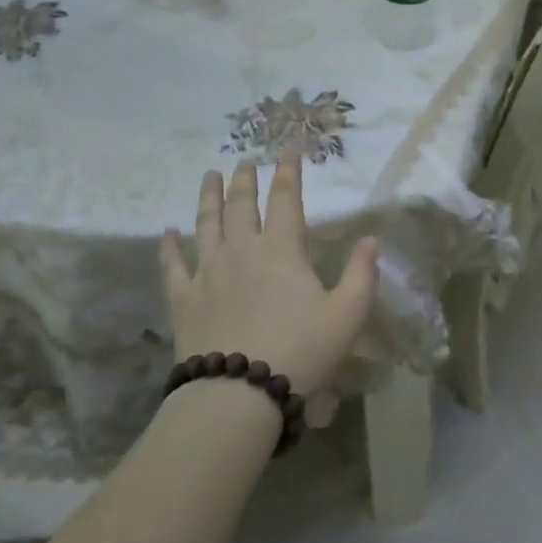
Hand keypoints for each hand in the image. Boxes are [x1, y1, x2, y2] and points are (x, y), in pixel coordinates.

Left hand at [161, 156, 379, 397]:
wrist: (237, 393)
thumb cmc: (301, 351)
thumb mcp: (347, 315)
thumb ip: (362, 274)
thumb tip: (373, 240)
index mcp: (282, 249)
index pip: (286, 198)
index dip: (289, 171)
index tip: (289, 149)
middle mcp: (242, 249)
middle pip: (242, 204)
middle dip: (246, 179)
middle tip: (245, 161)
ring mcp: (208, 272)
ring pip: (207, 223)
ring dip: (209, 197)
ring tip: (210, 175)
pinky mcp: (184, 298)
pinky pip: (173, 265)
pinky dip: (170, 247)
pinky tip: (168, 233)